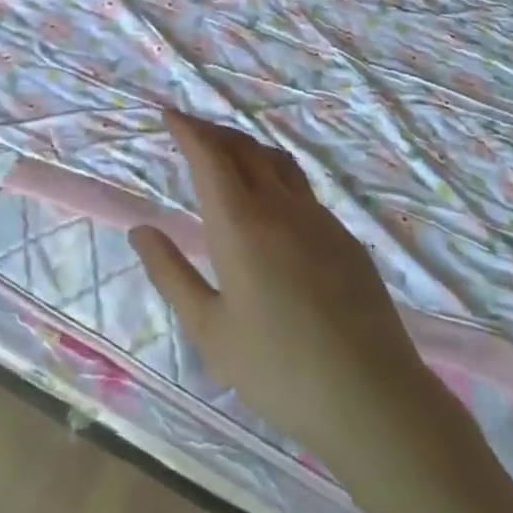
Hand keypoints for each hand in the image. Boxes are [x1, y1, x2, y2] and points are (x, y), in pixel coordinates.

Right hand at [130, 111, 430, 469]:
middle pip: (244, 148)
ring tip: (229, 155)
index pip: (210, 156)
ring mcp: (319, 219)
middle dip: (214, 131)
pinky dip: (276, 176)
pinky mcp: (345, 239)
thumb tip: (140, 230)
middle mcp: (280, 207)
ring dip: (247, 148)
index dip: (188, 129)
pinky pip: (303, 189)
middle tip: (192, 131)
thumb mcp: (209, 329)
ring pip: (278, 162)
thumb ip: (171, 273)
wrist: (372, 398)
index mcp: (240, 224)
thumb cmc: (277, 369)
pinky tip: (273, 204)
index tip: (169, 114)